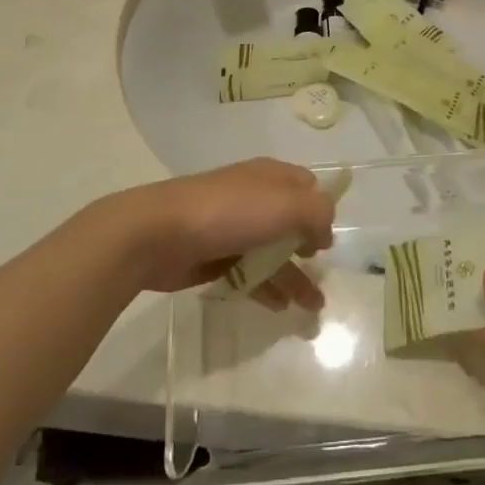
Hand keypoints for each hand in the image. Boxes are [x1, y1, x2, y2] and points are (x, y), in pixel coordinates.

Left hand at [130, 158, 334, 311]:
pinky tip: (278, 307)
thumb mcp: (286, 205)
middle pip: (291, 224)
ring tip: (312, 308)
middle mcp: (254, 198)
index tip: (325, 240)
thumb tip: (324, 232)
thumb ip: (318, 213)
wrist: (158, 233)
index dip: (320, 210)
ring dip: (294, 277)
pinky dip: (266, 287)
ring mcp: (232, 228)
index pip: (307, 186)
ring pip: (272, 252)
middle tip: (323, 278)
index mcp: (270, 177)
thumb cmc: (228, 212)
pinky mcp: (214, 256)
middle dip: (310, 251)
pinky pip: (248, 272)